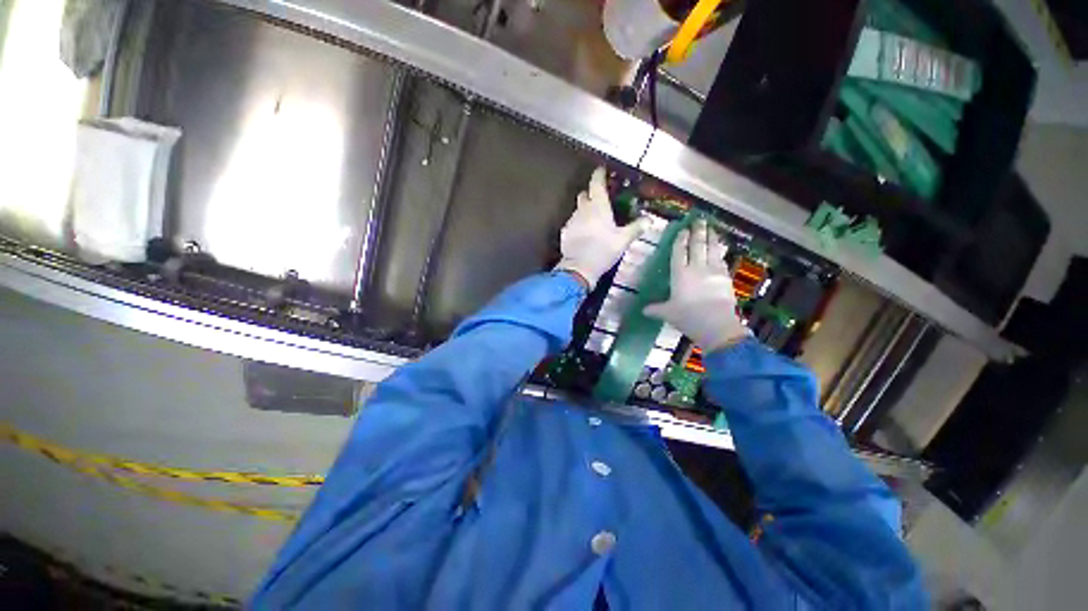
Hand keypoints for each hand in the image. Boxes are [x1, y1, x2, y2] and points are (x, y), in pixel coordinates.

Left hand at [556, 167, 648, 288]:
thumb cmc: (603, 251)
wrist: (579, 268)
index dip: (599, 175)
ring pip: (578, 210)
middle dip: (590, 194)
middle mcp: (583, 210)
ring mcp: (571, 221)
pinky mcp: (565, 233)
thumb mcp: (623, 240)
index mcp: (598, 207)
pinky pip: (572, 224)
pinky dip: (578, 225)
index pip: (596, 183)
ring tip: (593, 222)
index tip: (601, 170)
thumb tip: (649, 220)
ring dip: (584, 211)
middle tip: (599, 200)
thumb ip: (636, 228)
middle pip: (584, 194)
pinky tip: (583, 235)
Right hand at [643, 219, 750, 351]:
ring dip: (711, 237)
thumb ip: (655, 309)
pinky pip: (722, 260)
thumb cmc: (687, 317)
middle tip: (699, 220)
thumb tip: (643, 310)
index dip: (680, 240)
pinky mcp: (725, 277)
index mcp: (680, 274)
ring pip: (712, 249)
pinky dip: (720, 252)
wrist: (716, 324)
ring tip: (711, 228)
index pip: (679, 252)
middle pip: (697, 245)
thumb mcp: (668, 313)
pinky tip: (720, 250)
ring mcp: (713, 271)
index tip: (683, 230)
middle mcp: (697, 268)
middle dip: (697, 232)